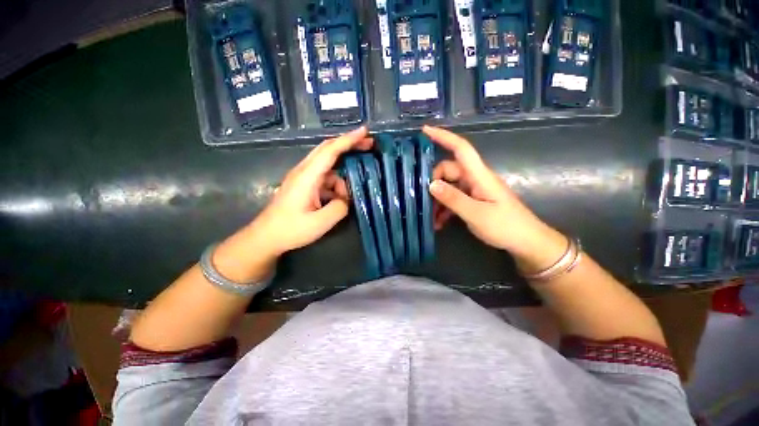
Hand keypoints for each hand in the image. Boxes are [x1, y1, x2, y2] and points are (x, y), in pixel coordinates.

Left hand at [249, 126, 372, 256]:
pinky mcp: (305, 185)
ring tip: (350, 195)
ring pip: (329, 167)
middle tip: (369, 144)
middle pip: (328, 150)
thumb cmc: (290, 230)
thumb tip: (346, 198)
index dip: (348, 139)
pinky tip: (339, 200)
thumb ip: (340, 207)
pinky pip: (326, 179)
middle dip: (349, 144)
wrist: (266, 237)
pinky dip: (336, 186)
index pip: (330, 151)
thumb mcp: (320, 223)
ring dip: (343, 176)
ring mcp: (304, 177)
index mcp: (307, 176)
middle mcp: (304, 171)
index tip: (365, 131)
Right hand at [423, 126, 567, 272]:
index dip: (443, 137)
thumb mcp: (477, 214)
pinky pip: (453, 199)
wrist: (525, 242)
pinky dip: (444, 208)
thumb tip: (431, 185)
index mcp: (479, 175)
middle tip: (423, 200)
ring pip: (448, 187)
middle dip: (433, 183)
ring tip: (430, 217)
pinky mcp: (473, 200)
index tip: (425, 131)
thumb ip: (453, 199)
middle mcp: (474, 178)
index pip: (461, 148)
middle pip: (448, 170)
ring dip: (437, 200)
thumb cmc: (506, 226)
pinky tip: (438, 222)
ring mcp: (473, 190)